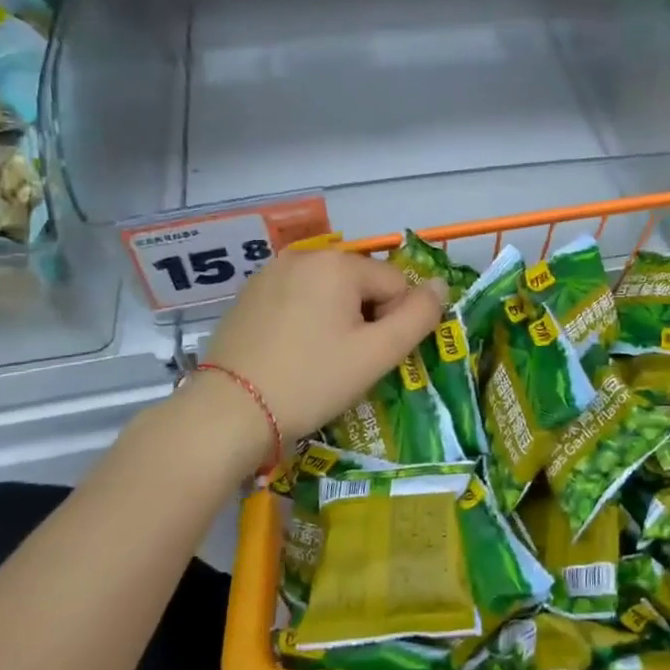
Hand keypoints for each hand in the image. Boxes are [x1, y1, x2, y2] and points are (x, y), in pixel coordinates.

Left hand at [189, 249, 445, 464]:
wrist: (228, 413)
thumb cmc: (311, 381)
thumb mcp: (377, 354)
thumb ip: (420, 316)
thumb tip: (442, 285)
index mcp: (338, 263)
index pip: (396, 285)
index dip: (394, 324)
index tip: (369, 358)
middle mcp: (304, 256)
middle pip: (362, 284)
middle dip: (365, 319)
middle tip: (346, 362)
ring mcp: (271, 273)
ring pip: (330, 292)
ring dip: (337, 320)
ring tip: (318, 360)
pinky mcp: (248, 295)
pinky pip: (298, 299)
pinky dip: (306, 320)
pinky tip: (292, 353)